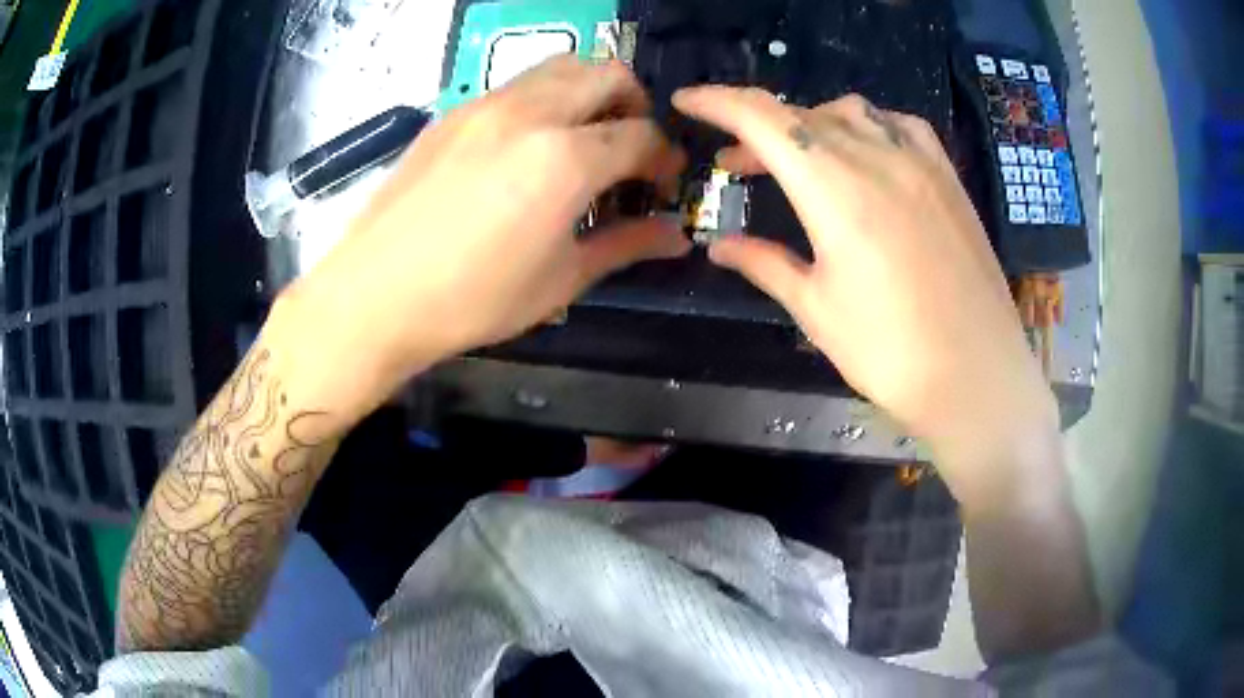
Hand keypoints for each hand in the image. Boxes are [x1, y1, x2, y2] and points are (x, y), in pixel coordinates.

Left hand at [274, 57, 688, 425]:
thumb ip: (625, 245)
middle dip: (635, 105)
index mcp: (566, 157)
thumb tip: (676, 236)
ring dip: (590, 92)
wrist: (375, 294)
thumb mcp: (561, 280)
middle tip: (630, 148)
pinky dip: (545, 99)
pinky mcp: (454, 112)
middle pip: (608, 74)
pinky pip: (518, 84)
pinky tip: (529, 147)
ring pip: (561, 66)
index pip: (641, 136)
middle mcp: (531, 112)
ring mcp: (487, 104)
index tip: (663, 184)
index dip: (664, 159)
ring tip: (583, 139)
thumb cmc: (473, 298)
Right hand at [673, 88, 1057, 486]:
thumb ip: (764, 264)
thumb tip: (717, 245)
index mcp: (833, 188)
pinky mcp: (948, 176)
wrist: (977, 374)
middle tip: (734, 165)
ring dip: (809, 125)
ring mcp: (919, 161)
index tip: (685, 101)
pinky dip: (867, 126)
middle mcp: (876, 157)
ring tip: (798, 161)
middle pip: (801, 115)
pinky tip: (865, 152)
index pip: (761, 118)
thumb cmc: (890, 352)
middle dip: (756, 130)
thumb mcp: (816, 310)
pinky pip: (899, 125)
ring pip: (849, 113)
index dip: (715, 101)